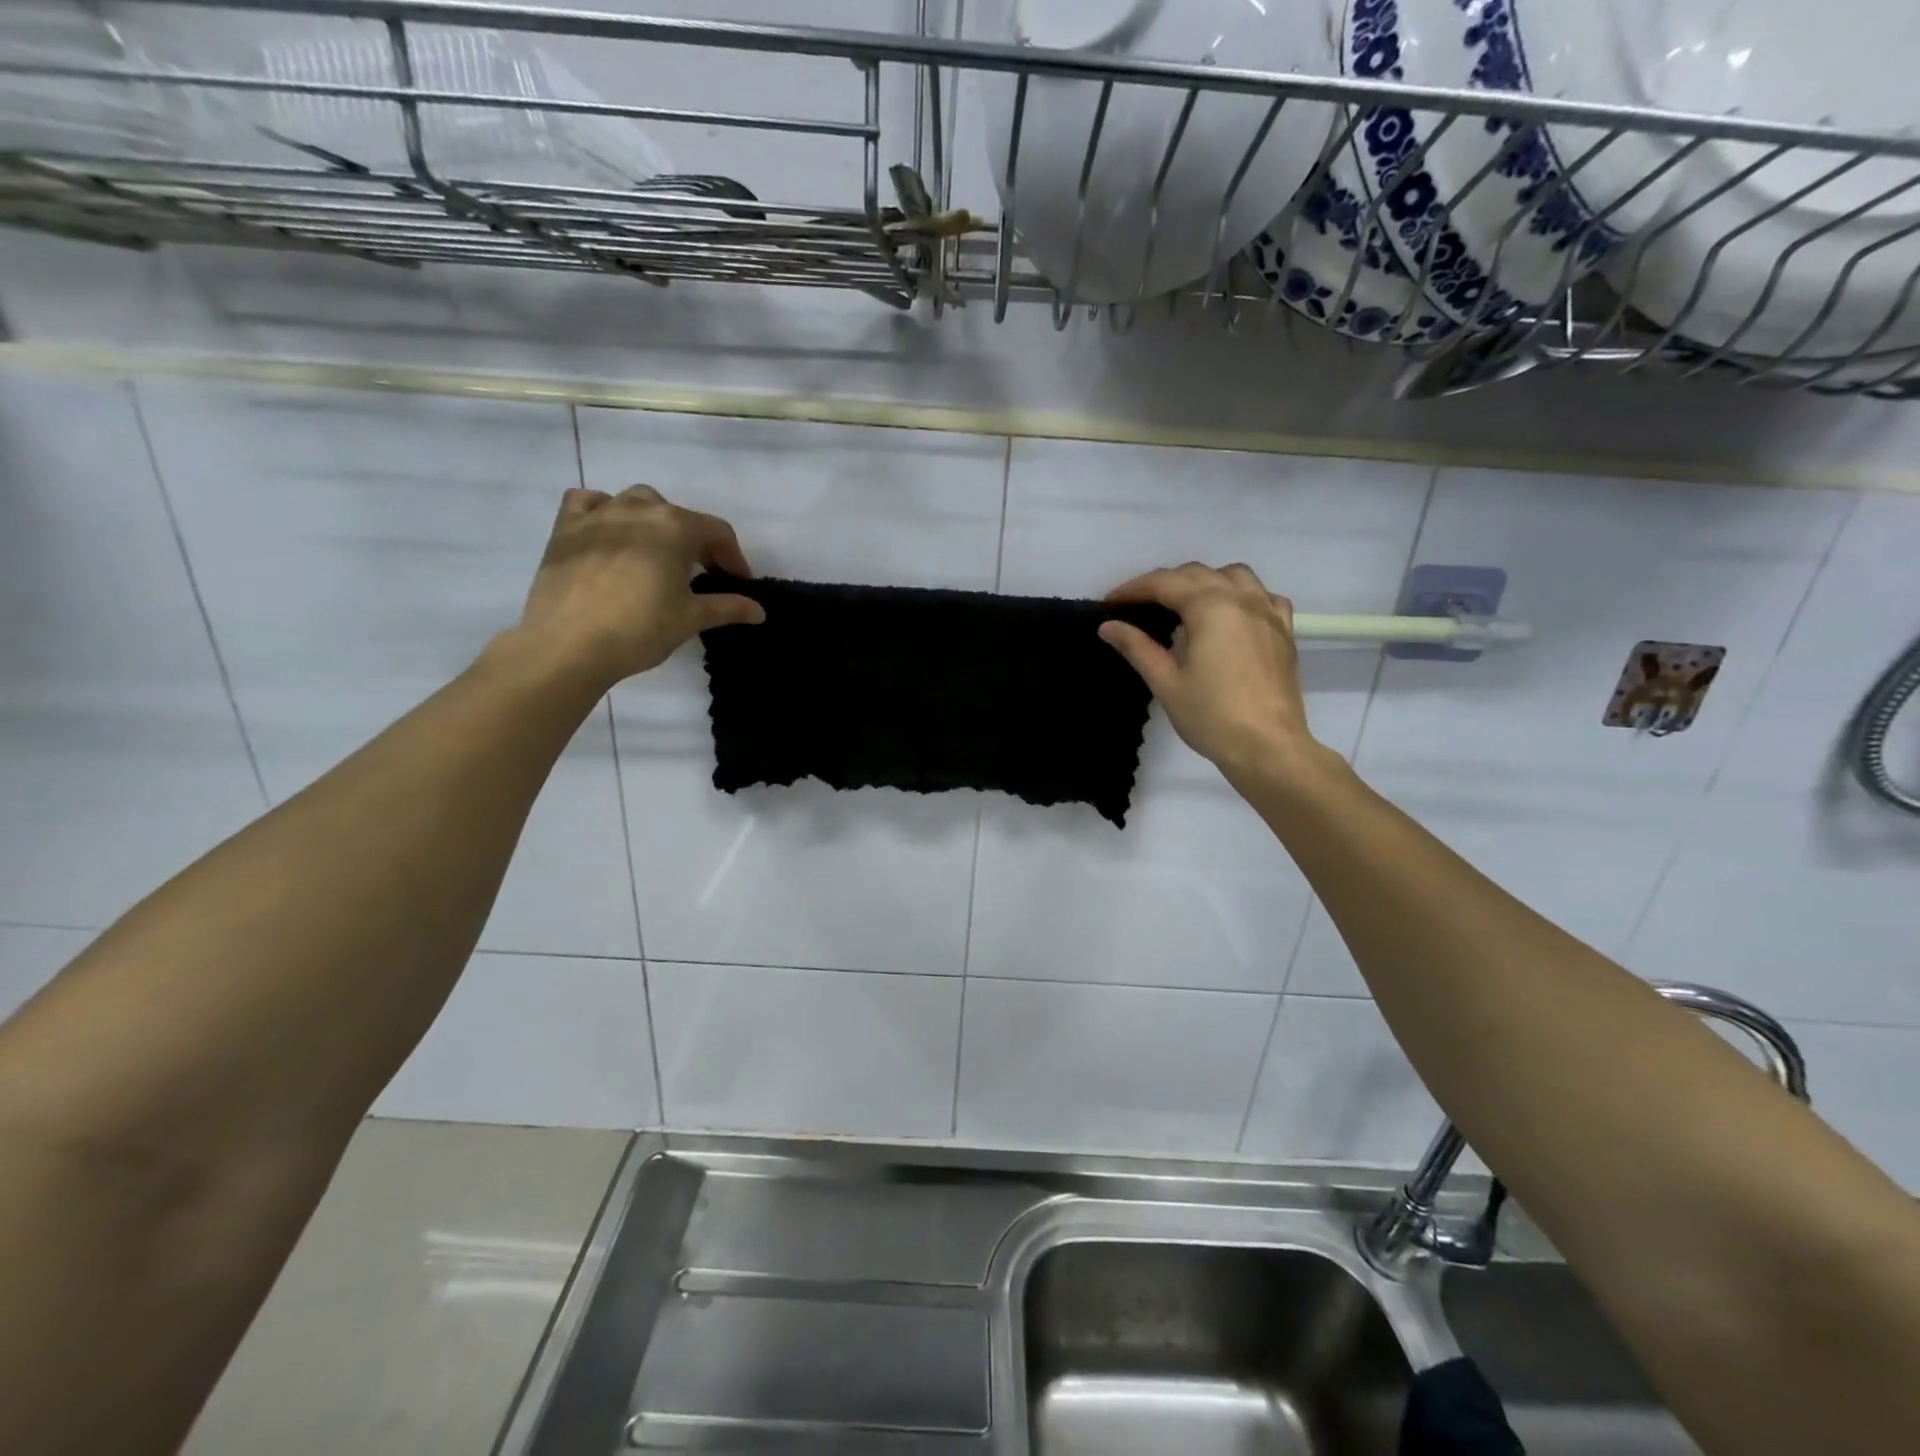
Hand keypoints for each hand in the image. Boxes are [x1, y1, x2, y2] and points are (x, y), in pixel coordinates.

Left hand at [513, 485, 764, 689]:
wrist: (568, 643)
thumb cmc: (640, 628)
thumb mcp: (691, 618)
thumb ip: (728, 607)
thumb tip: (759, 611)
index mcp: (676, 526)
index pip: (718, 532)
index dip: (733, 558)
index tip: (738, 583)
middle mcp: (639, 508)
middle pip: (678, 516)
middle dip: (695, 542)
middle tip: (700, 575)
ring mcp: (599, 513)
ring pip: (636, 502)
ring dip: (654, 523)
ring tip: (656, 554)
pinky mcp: (566, 526)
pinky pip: (589, 502)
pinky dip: (604, 511)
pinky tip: (609, 534)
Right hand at [1099, 562, 1316, 780]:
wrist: (1268, 747)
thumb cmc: (1211, 717)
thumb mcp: (1165, 682)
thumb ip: (1137, 647)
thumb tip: (1108, 626)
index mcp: (1210, 607)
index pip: (1164, 583)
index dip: (1133, 589)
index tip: (1110, 603)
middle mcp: (1242, 599)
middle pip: (1197, 574)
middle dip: (1164, 583)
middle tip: (1138, 607)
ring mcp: (1268, 613)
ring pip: (1234, 576)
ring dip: (1204, 581)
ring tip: (1185, 605)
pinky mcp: (1284, 631)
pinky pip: (1264, 596)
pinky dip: (1242, 595)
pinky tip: (1231, 615)